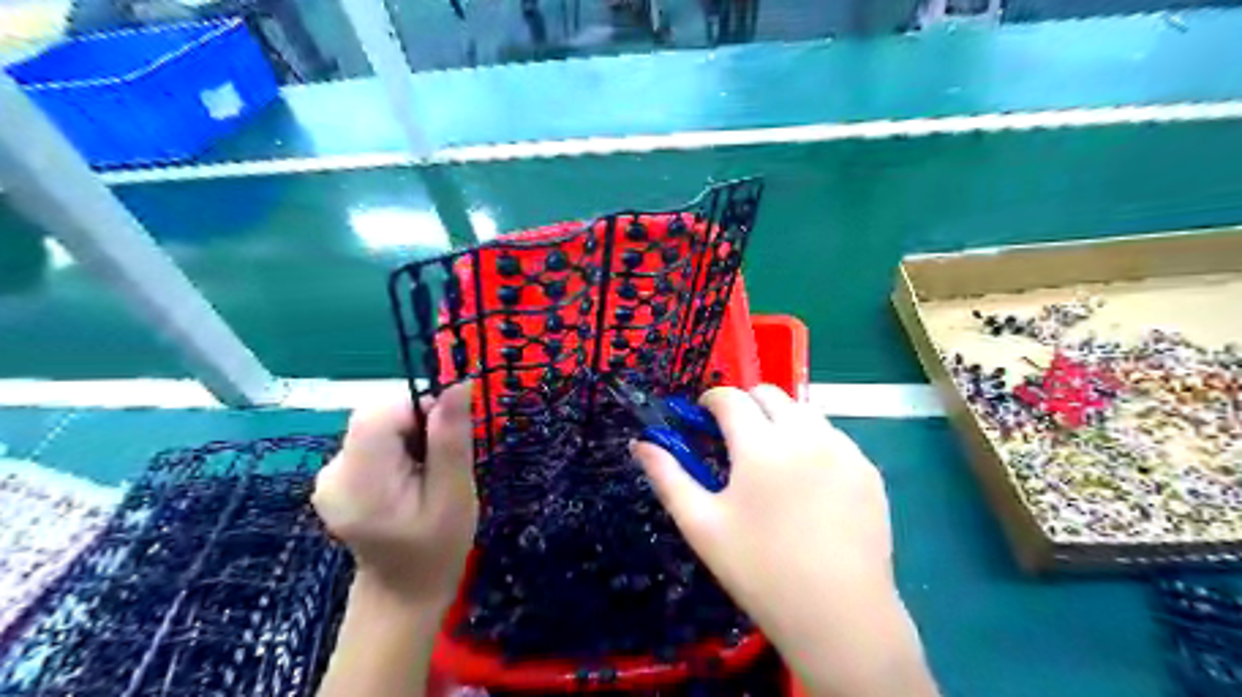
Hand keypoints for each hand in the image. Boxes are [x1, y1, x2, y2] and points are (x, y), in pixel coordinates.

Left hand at [314, 384, 475, 607]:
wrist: (404, 592)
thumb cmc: (438, 548)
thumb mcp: (455, 494)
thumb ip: (451, 438)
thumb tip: (458, 384)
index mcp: (359, 482)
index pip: (378, 413)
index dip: (418, 409)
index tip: (446, 435)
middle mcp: (332, 474)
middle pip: (375, 417)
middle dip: (415, 425)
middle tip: (440, 461)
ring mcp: (328, 476)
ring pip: (375, 426)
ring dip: (408, 436)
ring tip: (426, 474)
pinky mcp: (336, 477)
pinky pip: (370, 441)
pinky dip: (396, 448)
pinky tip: (408, 478)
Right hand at [633, 383, 930, 695]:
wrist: (840, 617)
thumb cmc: (759, 571)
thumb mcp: (701, 525)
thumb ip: (668, 476)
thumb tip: (640, 443)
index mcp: (761, 445)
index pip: (730, 397)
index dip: (710, 401)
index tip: (703, 418)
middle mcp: (805, 435)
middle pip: (770, 394)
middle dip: (746, 405)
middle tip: (735, 440)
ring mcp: (843, 450)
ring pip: (804, 411)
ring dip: (781, 420)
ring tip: (772, 460)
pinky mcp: (867, 470)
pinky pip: (833, 437)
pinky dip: (813, 442)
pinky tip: (809, 482)